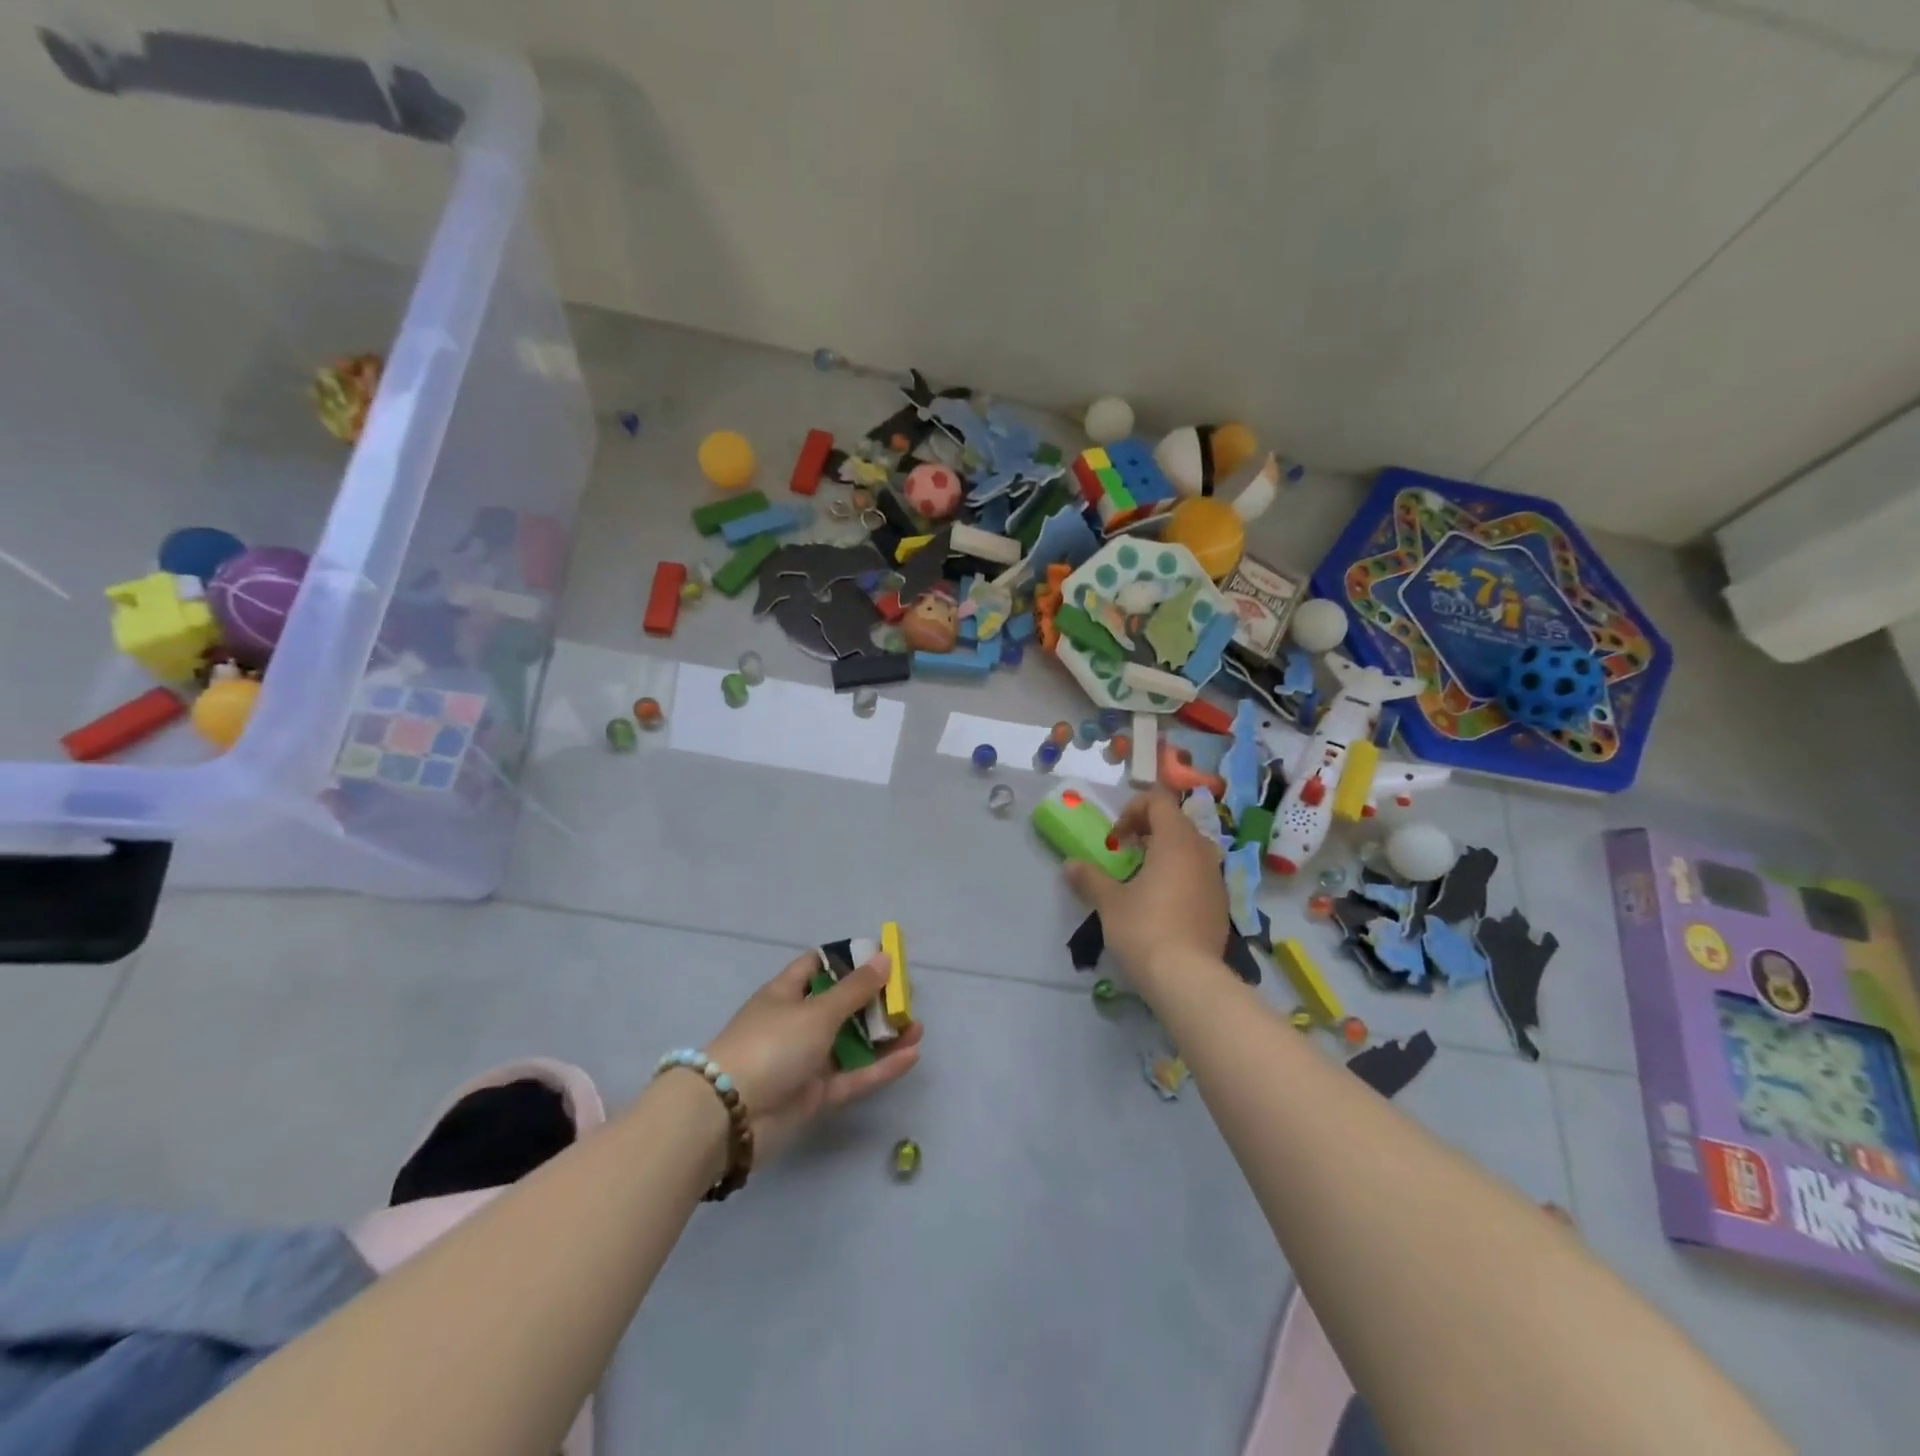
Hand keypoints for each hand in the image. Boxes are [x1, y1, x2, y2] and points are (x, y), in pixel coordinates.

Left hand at [707, 951, 921, 1162]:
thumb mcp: (817, 1011)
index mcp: (786, 993)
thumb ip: (855, 989)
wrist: (730, 1116)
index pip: (817, 966)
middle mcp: (796, 1022)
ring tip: (917, 1027)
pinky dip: (880, 1067)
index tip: (882, 958)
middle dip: (874, 1000)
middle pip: (841, 1005)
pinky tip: (911, 1056)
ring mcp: (805, 1060)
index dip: (848, 959)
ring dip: (882, 1035)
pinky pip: (854, 1076)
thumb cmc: (771, 1045)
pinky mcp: (815, 1095)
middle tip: (906, 997)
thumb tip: (884, 957)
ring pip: (851, 1043)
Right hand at [1064, 788, 1228, 994]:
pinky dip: (1180, 876)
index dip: (1134, 808)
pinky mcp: (1221, 905)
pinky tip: (1162, 905)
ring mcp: (1216, 879)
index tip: (1117, 837)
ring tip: (1142, 878)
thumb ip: (1090, 878)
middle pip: (1177, 823)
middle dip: (1149, 830)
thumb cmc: (1145, 928)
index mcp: (1176, 841)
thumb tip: (1070, 865)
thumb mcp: (1109, 902)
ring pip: (1191, 850)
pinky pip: (1199, 875)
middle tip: (1126, 852)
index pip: (1160, 800)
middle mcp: (1201, 853)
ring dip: (1166, 854)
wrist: (1188, 979)